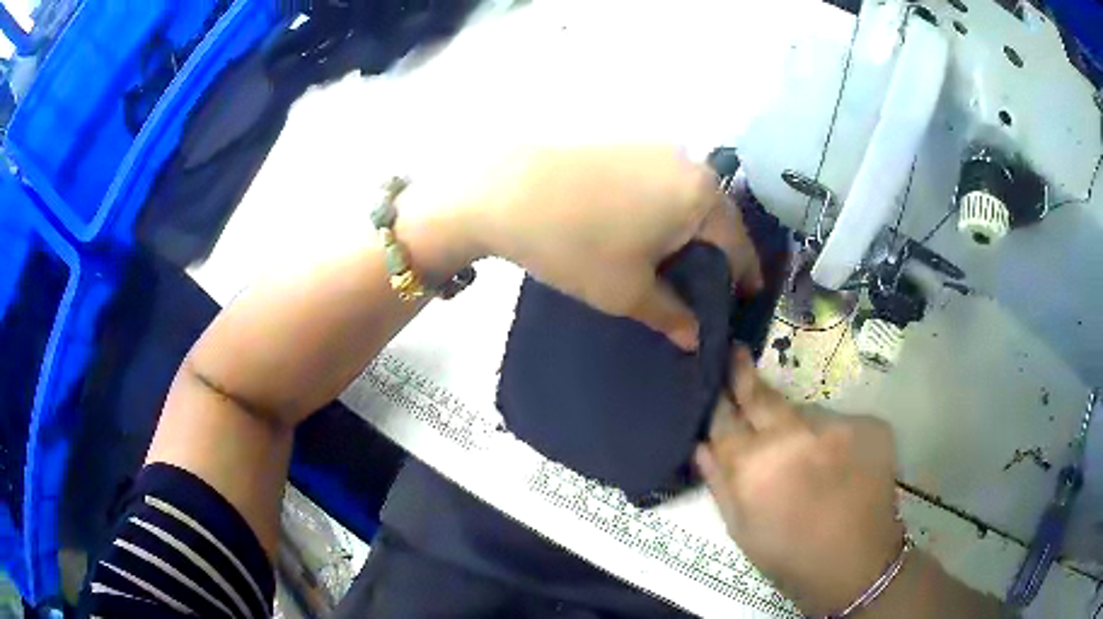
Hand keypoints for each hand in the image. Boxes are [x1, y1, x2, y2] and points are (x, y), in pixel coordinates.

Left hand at [463, 146, 762, 349]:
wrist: (507, 191)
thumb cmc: (577, 245)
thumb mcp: (628, 292)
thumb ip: (672, 316)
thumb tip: (695, 337)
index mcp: (702, 198)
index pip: (738, 245)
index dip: (744, 276)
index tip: (744, 299)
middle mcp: (689, 164)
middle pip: (716, 218)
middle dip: (717, 253)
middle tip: (706, 285)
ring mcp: (656, 149)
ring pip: (688, 198)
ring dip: (689, 230)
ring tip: (674, 261)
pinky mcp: (627, 145)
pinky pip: (662, 183)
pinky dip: (664, 209)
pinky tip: (644, 229)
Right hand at [696, 348, 904, 616]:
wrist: (858, 564)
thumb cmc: (790, 556)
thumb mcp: (742, 530)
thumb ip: (718, 483)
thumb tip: (700, 443)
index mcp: (756, 467)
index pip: (724, 419)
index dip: (715, 399)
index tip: (710, 374)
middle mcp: (796, 436)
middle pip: (762, 395)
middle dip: (743, 373)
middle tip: (734, 350)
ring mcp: (838, 425)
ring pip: (804, 411)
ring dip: (795, 423)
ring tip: (803, 453)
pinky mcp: (869, 423)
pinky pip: (838, 421)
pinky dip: (830, 436)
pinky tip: (835, 463)